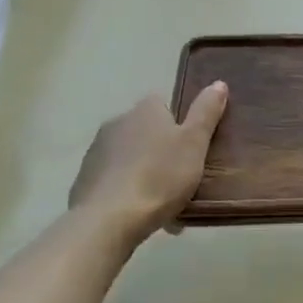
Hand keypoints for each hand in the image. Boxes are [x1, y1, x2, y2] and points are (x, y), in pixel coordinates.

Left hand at [69, 84, 228, 246]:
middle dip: (160, 151)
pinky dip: (125, 192)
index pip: (163, 105)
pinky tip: (137, 214)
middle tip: (180, 178)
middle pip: (145, 132)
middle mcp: (117, 122)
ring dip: (143, 172)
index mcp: (145, 110)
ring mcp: (96, 152)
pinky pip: (113, 181)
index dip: (178, 124)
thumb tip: (218, 83)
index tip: (190, 147)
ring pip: (129, 158)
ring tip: (161, 203)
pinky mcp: (83, 180)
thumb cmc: (159, 176)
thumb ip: (206, 112)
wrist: (108, 220)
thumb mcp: (194, 143)